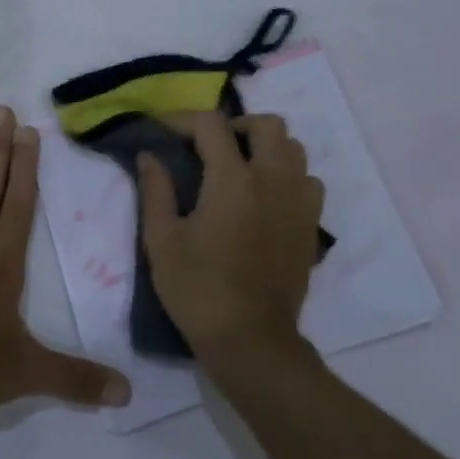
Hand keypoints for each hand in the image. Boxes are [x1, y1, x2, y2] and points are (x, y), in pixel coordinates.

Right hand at [137, 113, 325, 356]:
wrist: (250, 340)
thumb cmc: (198, 290)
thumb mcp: (161, 240)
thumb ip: (155, 190)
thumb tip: (148, 155)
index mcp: (233, 179)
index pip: (211, 124)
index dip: (183, 118)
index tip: (163, 130)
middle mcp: (273, 179)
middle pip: (267, 124)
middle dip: (235, 125)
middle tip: (210, 146)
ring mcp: (298, 201)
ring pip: (294, 149)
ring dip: (266, 147)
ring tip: (240, 167)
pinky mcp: (311, 225)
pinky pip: (308, 181)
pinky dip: (288, 176)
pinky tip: (266, 196)